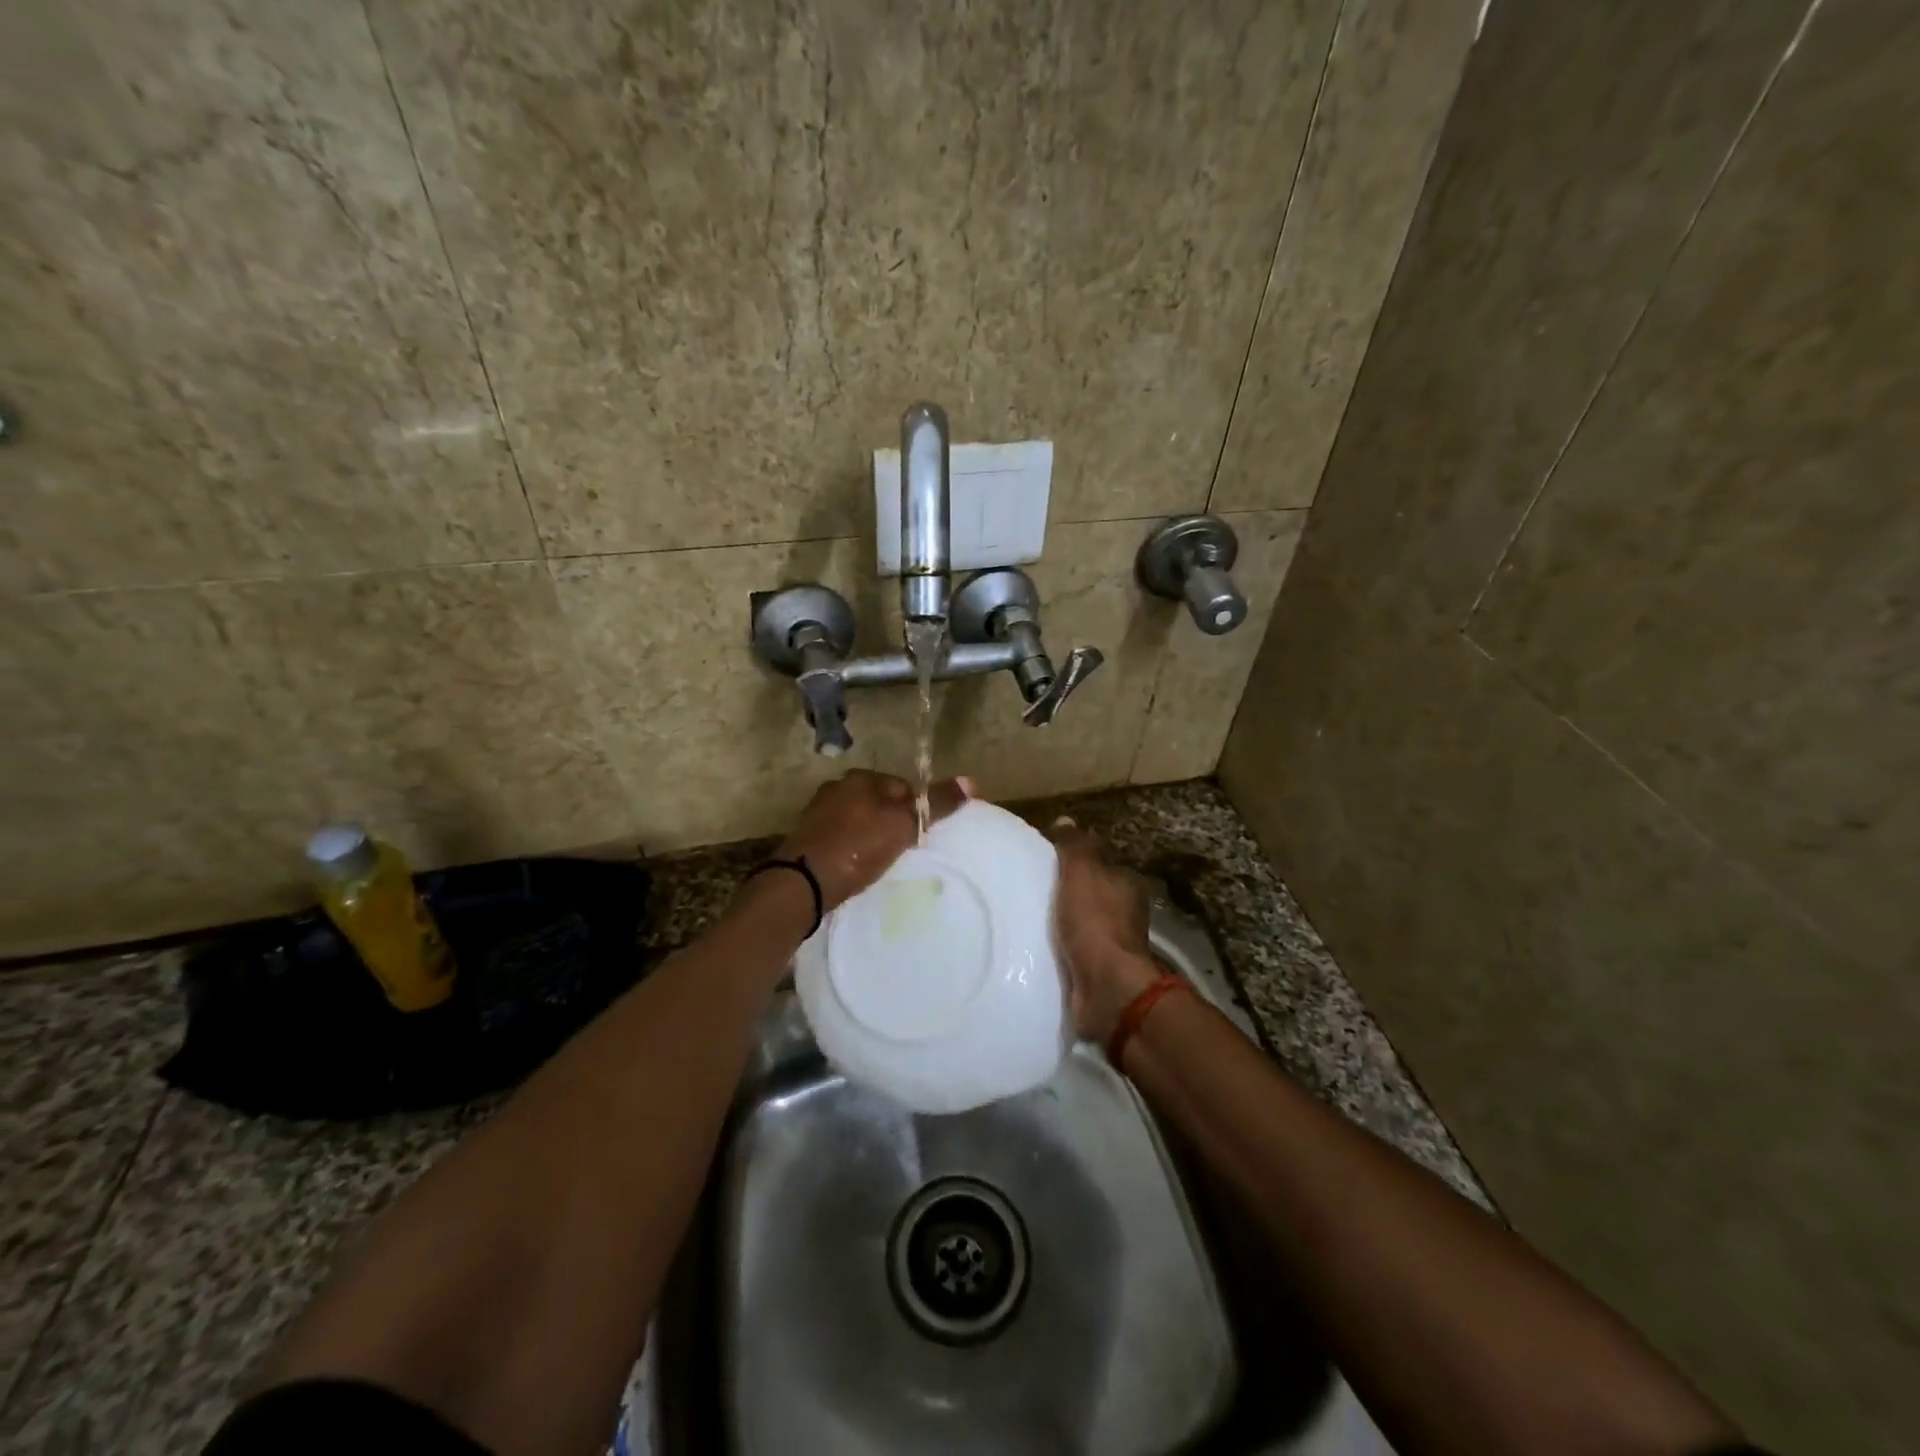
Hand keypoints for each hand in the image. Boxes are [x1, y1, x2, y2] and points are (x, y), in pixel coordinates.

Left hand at [778, 770, 970, 910]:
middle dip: (893, 822)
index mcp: (861, 778)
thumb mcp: (903, 825)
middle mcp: (837, 787)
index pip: (902, 786)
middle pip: (880, 802)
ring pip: (860, 819)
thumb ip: (936, 804)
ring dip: (871, 835)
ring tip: (882, 862)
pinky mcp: (807, 837)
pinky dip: (853, 848)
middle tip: (904, 850)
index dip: (916, 810)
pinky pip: (842, 837)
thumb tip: (971, 781)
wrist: (802, 883)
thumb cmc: (857, 848)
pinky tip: (858, 867)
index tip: (921, 836)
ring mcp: (819, 812)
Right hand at [1048, 820, 1160, 1043]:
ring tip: (1025, 918)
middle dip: (1065, 892)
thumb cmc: (1095, 923)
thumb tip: (1066, 820)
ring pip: (1081, 924)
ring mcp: (1114, 946)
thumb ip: (1075, 846)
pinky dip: (1058, 949)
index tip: (1044, 860)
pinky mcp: (1098, 973)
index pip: (1100, 862)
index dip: (1074, 859)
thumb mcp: (1082, 872)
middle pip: (1090, 894)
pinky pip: (1073, 953)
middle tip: (1028, 888)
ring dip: (1060, 923)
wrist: (1107, 989)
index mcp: (1127, 885)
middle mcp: (1126, 913)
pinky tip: (1034, 946)